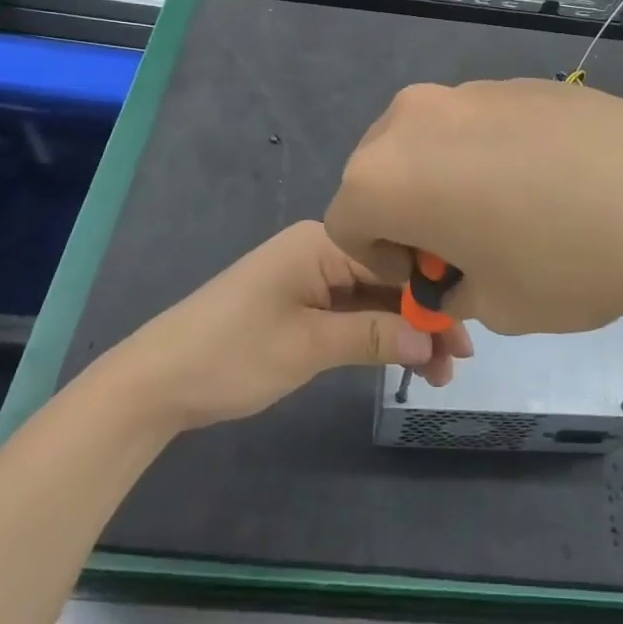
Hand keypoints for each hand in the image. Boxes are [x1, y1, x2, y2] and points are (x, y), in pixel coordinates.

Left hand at [110, 221, 470, 430]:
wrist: (156, 380)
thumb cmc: (232, 353)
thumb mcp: (308, 346)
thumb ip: (374, 336)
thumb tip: (432, 340)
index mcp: (323, 243)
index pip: (396, 258)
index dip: (434, 293)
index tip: (466, 331)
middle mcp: (322, 250)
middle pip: (389, 278)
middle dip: (425, 316)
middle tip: (459, 359)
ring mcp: (312, 277)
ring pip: (375, 297)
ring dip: (406, 330)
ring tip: (441, 371)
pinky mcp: (303, 303)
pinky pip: (354, 311)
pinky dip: (379, 334)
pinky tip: (406, 358)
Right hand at [324, 79, 622, 336]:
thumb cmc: (562, 264)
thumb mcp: (492, 305)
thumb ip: (451, 288)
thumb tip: (457, 273)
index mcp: (386, 173)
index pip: (347, 222)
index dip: (383, 262)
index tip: (430, 280)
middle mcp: (416, 117)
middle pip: (382, 170)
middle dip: (408, 213)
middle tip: (462, 246)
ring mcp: (472, 90)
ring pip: (432, 141)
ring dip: (448, 179)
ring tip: (512, 212)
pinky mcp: (521, 81)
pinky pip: (480, 123)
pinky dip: (490, 153)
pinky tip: (549, 181)